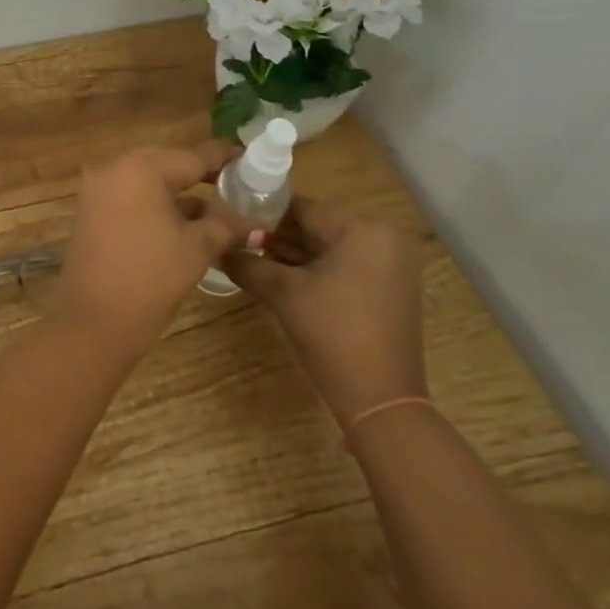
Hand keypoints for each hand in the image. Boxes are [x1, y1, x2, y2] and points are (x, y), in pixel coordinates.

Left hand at [55, 141, 261, 358]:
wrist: (93, 322)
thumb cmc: (151, 278)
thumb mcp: (197, 248)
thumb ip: (227, 227)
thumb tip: (258, 225)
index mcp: (141, 167)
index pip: (193, 156)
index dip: (224, 158)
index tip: (249, 159)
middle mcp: (114, 168)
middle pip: (167, 165)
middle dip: (200, 175)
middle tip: (233, 184)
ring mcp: (96, 190)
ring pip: (146, 182)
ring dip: (177, 193)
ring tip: (214, 207)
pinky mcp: (88, 211)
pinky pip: (129, 197)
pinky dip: (154, 205)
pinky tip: (181, 222)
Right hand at [222, 196, 426, 424]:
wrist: (380, 400)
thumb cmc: (332, 335)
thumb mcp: (282, 294)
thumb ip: (247, 264)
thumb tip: (217, 249)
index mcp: (364, 228)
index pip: (302, 208)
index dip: (264, 216)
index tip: (232, 225)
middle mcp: (384, 237)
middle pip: (317, 226)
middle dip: (278, 238)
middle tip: (239, 247)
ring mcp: (392, 263)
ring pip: (330, 247)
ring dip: (294, 255)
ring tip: (253, 262)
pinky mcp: (390, 287)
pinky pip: (345, 265)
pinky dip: (316, 271)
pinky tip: (283, 280)